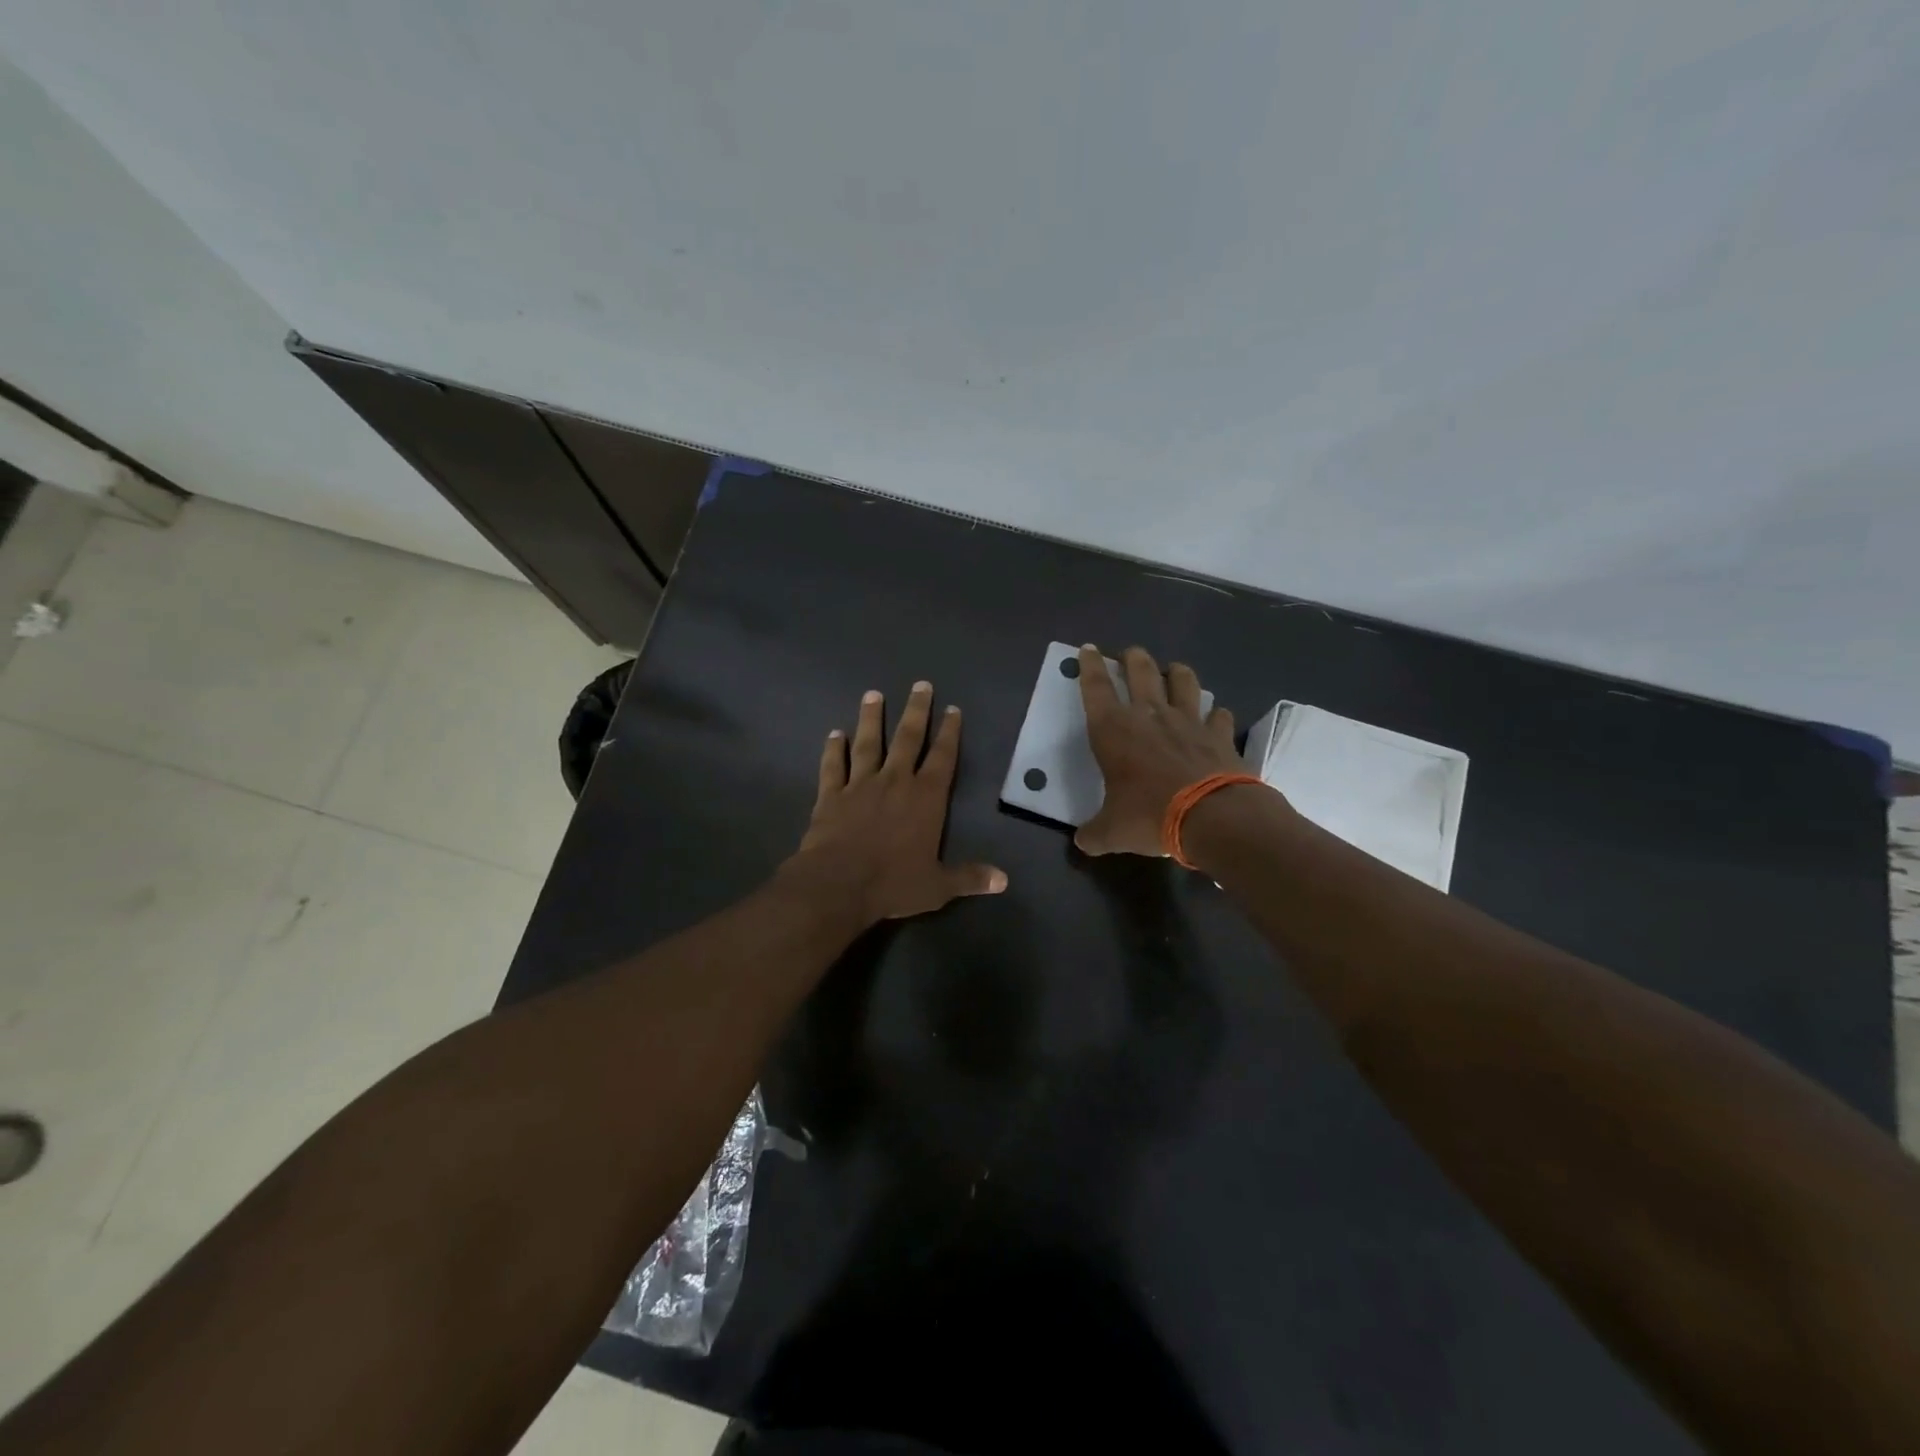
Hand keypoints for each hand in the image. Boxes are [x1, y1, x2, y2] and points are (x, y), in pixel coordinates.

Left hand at [785, 682, 1007, 924]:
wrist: (838, 884)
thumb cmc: (893, 883)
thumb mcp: (938, 886)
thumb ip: (969, 877)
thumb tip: (1004, 880)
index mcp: (926, 798)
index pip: (943, 757)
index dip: (949, 732)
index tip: (953, 709)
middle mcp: (895, 781)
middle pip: (908, 738)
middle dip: (916, 711)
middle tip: (920, 685)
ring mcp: (860, 785)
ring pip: (868, 743)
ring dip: (872, 718)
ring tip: (874, 695)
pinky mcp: (831, 795)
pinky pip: (834, 766)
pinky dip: (833, 749)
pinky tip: (834, 733)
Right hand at [1075, 644, 1245, 855]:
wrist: (1212, 817)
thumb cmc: (1150, 816)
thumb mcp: (1112, 832)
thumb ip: (1094, 833)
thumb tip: (1083, 842)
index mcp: (1114, 730)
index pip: (1096, 688)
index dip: (1090, 666)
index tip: (1089, 649)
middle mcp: (1150, 716)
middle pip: (1141, 671)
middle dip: (1132, 658)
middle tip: (1130, 654)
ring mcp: (1189, 721)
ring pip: (1183, 681)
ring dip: (1177, 672)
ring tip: (1174, 670)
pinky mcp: (1219, 735)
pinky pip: (1219, 715)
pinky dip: (1216, 714)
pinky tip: (1215, 717)